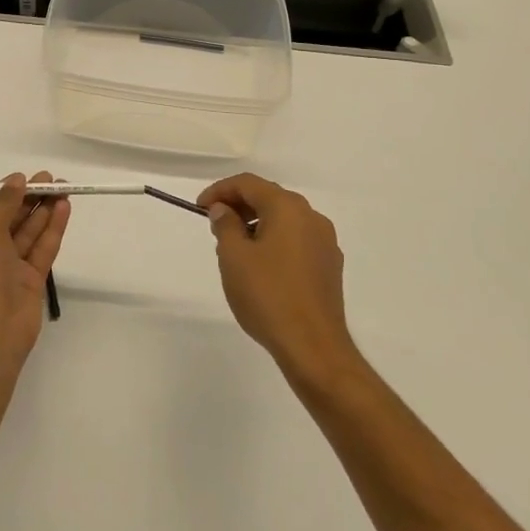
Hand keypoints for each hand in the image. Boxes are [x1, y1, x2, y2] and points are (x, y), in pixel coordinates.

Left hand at [0, 172, 71, 375]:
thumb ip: (3, 204)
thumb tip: (16, 180)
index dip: (4, 193)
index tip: (24, 178)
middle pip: (8, 220)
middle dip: (27, 199)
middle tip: (51, 180)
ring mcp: (7, 270)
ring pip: (27, 234)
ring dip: (43, 211)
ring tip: (63, 188)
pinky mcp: (30, 282)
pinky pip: (41, 249)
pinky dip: (52, 229)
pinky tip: (64, 209)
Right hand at [198, 174, 358, 385]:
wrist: (313, 346)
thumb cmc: (268, 296)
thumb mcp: (234, 257)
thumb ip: (225, 225)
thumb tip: (224, 210)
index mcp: (288, 208)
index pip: (248, 184)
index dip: (220, 191)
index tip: (200, 208)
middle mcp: (311, 217)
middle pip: (269, 197)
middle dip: (239, 206)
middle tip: (214, 225)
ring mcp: (325, 242)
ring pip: (284, 219)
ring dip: (257, 224)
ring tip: (234, 247)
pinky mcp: (329, 265)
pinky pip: (296, 240)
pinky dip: (275, 241)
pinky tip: (261, 265)